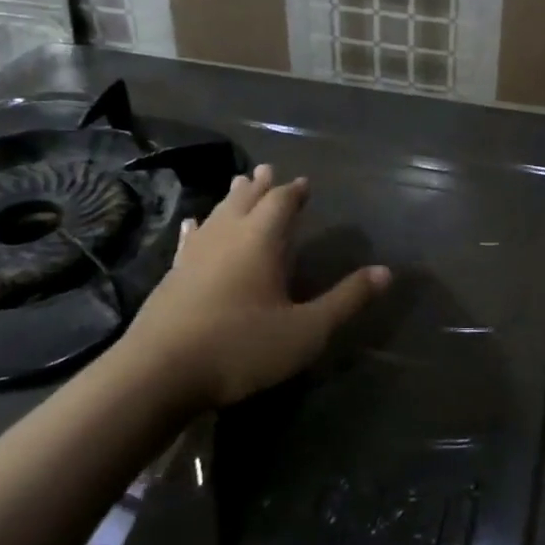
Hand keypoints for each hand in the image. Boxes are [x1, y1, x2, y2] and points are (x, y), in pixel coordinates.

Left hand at [120, 165, 389, 409]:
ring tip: (239, 184)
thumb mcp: (306, 331)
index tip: (303, 183)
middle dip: (260, 186)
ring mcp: (194, 254)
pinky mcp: (172, 276)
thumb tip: (386, 272)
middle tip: (267, 170)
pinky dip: (197, 228)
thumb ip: (345, 300)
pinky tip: (192, 225)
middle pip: (245, 199)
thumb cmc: (240, 347)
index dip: (294, 191)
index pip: (281, 202)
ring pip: (217, 214)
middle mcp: (227, 236)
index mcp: (261, 240)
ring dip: (231, 198)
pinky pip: (189, 240)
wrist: (158, 374)